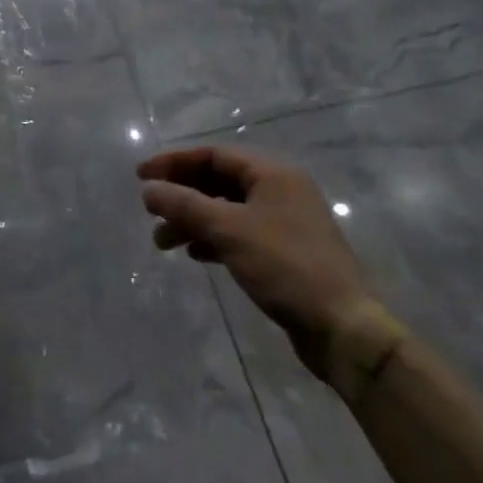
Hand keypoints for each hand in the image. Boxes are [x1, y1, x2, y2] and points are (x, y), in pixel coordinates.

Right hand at [138, 145, 374, 380]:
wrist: (342, 328)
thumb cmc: (285, 266)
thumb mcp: (229, 230)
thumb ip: (185, 205)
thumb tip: (148, 189)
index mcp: (273, 173)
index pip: (213, 155)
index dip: (173, 163)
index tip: (140, 177)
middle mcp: (280, 190)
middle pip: (218, 181)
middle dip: (181, 195)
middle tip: (150, 212)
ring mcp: (284, 222)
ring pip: (226, 210)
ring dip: (192, 220)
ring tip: (163, 242)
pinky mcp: (284, 252)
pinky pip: (239, 233)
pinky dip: (213, 238)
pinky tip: (196, 254)